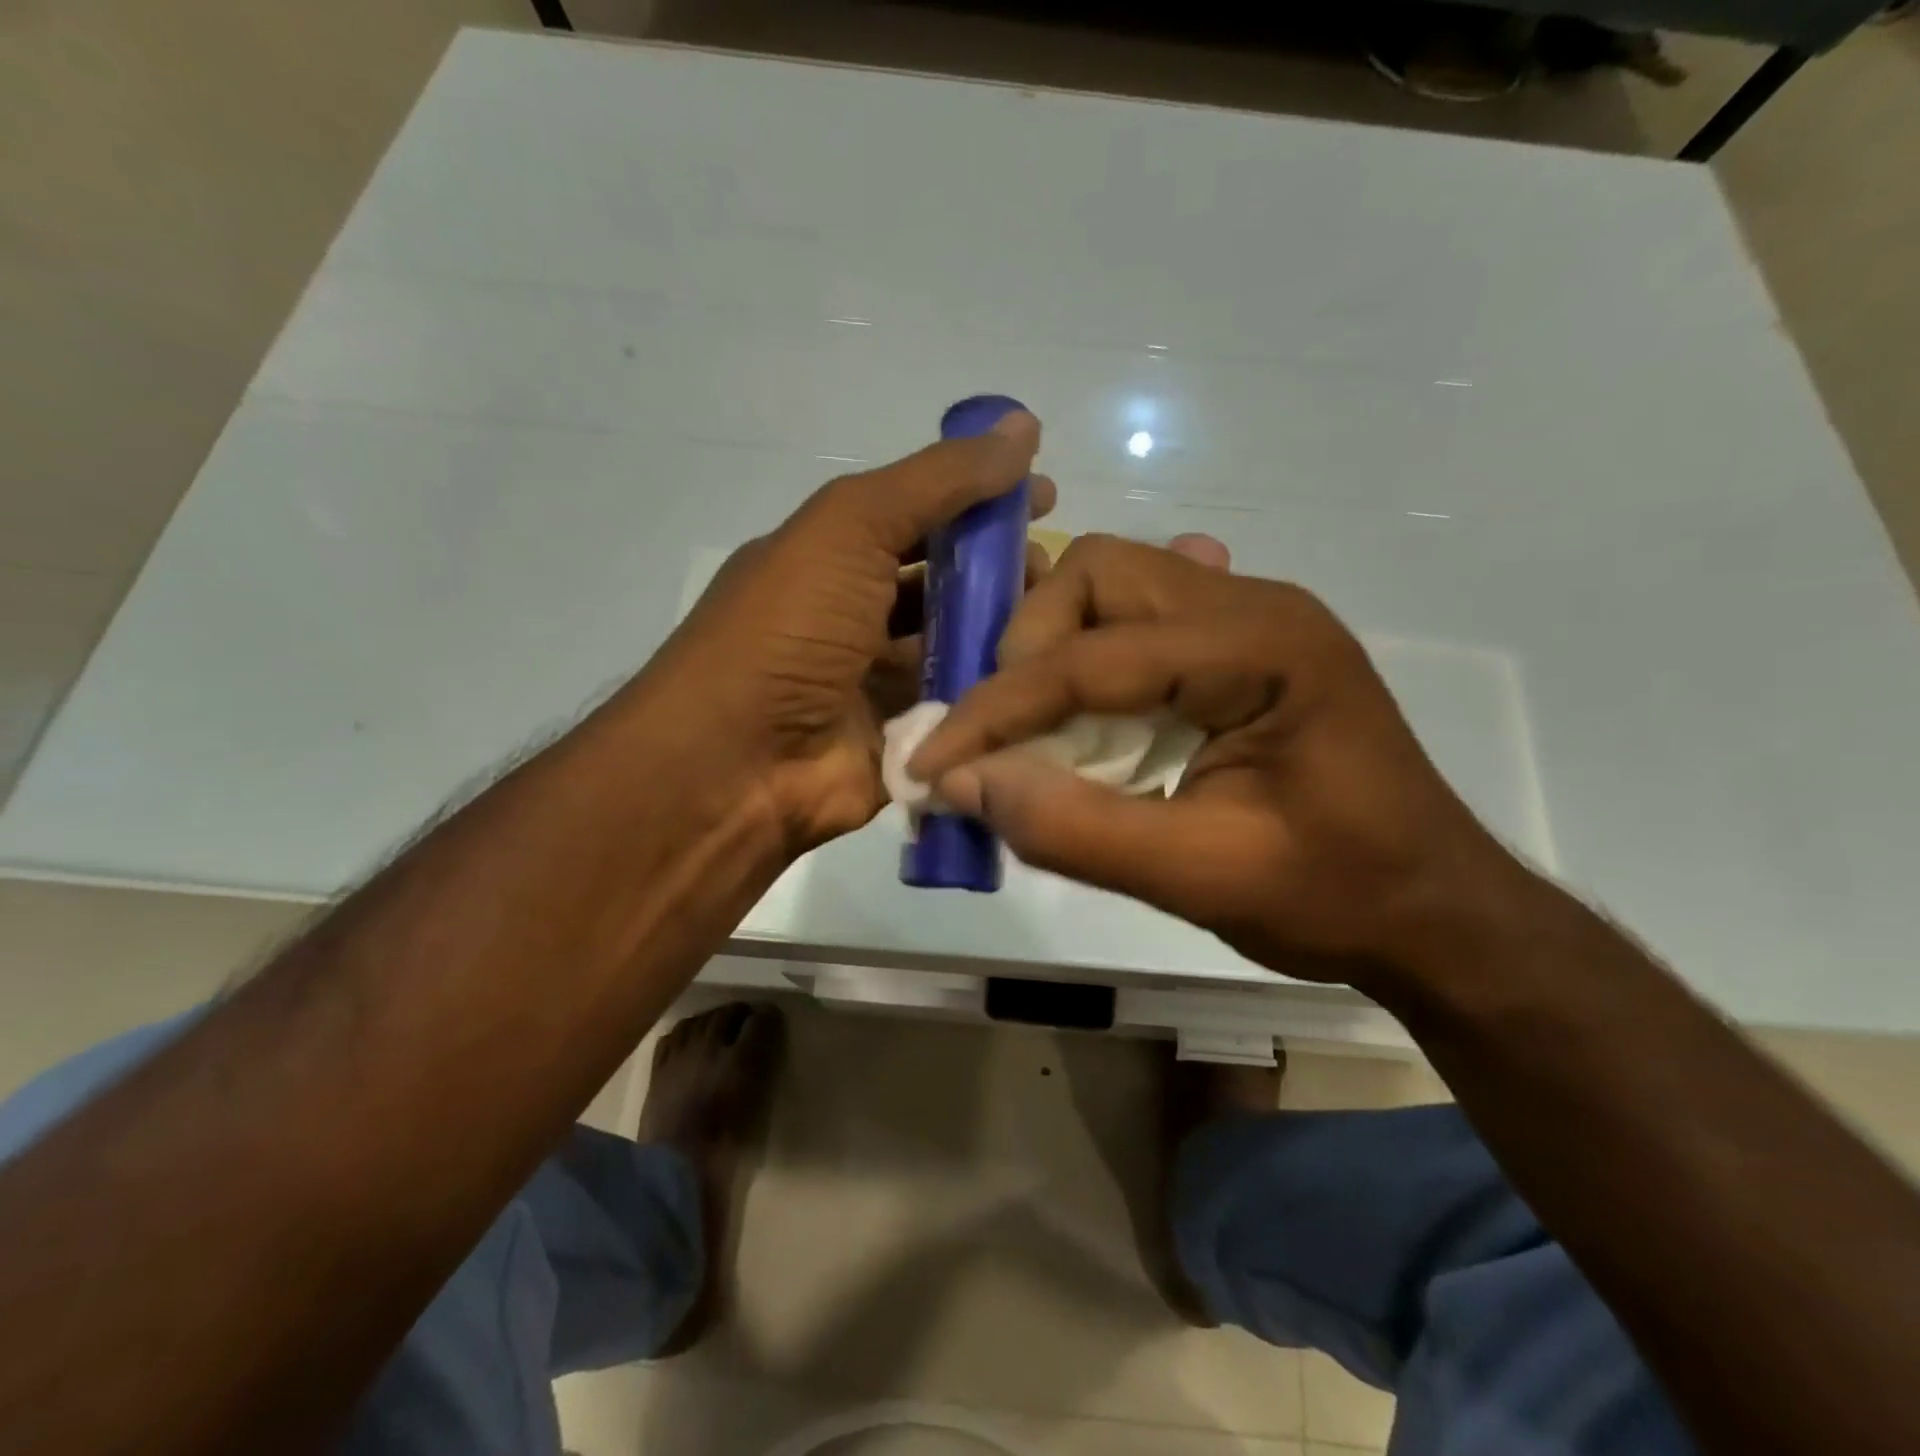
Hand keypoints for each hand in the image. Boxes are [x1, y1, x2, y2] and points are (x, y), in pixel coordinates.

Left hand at [640, 413, 1053, 852]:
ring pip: (957, 647)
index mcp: (835, 557)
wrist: (736, 761)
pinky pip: (959, 708)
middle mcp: (857, 615)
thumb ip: (936, 480)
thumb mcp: (851, 526)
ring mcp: (878, 682)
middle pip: (944, 584)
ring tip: (1056, 623)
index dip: (980, 500)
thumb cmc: (788, 628)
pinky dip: (993, 692)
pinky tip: (1042, 678)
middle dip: (1001, 571)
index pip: (921, 515)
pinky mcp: (902, 740)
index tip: (1044, 496)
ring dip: (1003, 632)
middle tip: (1053, 570)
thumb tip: (1022, 428)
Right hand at [907, 534, 1525, 983]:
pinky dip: (1091, 660)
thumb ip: (1076, 829)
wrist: (1435, 911)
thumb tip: (963, 785)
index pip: (1093, 655)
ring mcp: (1251, 617)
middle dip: (1029, 648)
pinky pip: (1141, 621)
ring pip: (1114, 588)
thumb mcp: (1201, 878)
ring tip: (1031, 726)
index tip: (931, 762)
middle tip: (1000, 731)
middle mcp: (1254, 604)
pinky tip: (1085, 709)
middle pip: (1100, 574)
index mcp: (1262, 647)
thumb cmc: (1336, 897)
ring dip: (1055, 650)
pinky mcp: (1240, 648)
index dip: (997, 710)